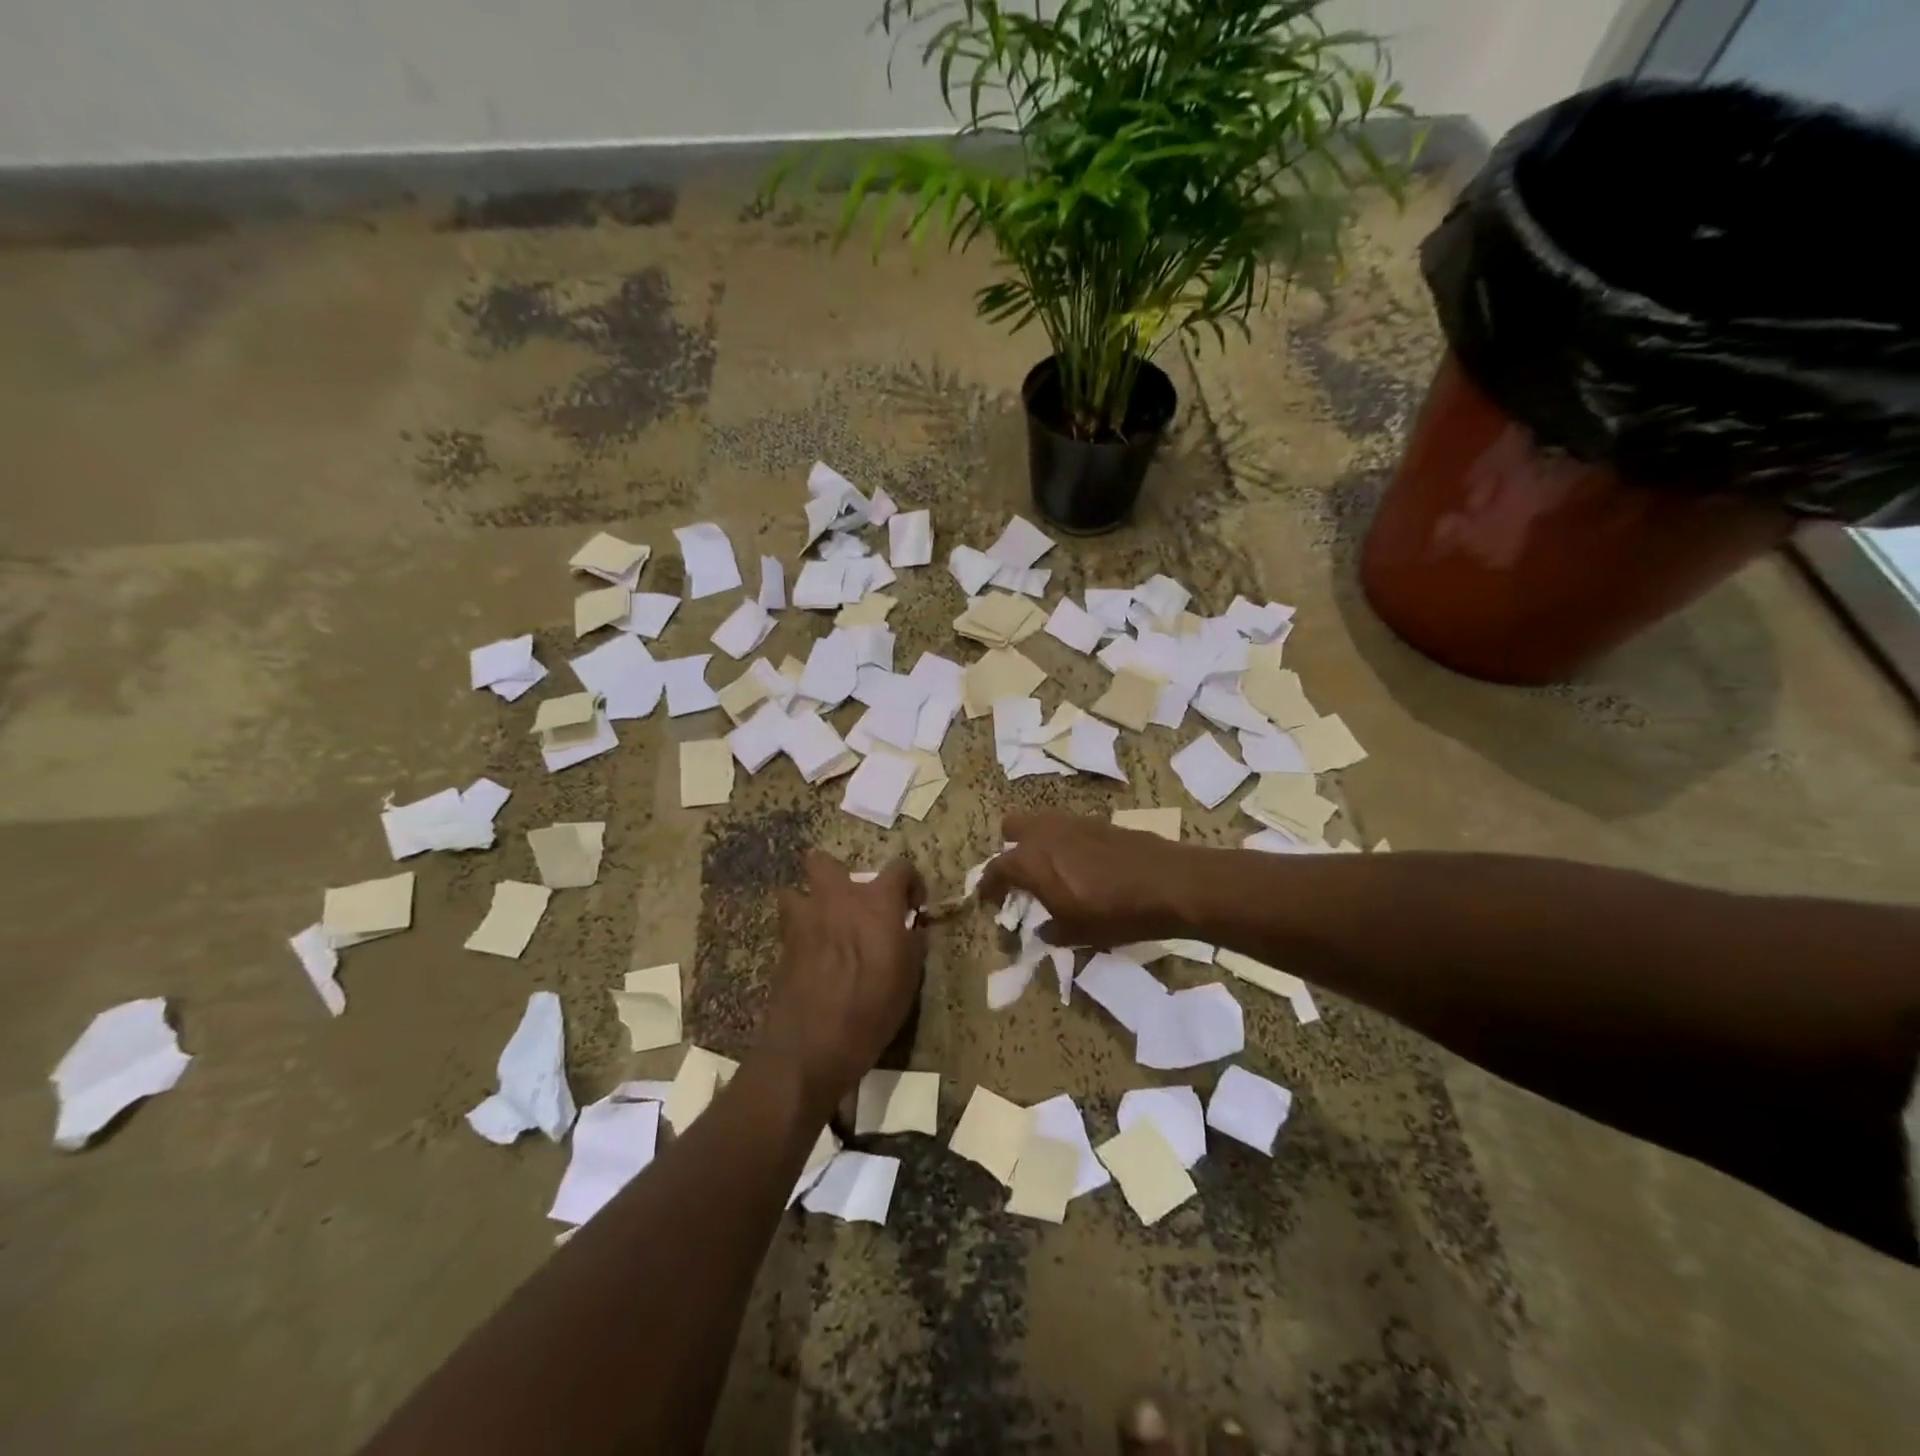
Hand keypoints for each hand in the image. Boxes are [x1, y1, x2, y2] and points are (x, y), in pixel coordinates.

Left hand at [759, 852, 927, 1112]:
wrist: (812, 1044)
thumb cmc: (872, 1009)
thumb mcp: (909, 978)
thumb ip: (911, 943)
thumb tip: (911, 930)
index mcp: (876, 902)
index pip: (900, 867)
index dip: (910, 882)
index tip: (912, 906)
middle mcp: (837, 899)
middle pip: (824, 861)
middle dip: (837, 875)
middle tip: (853, 904)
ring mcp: (804, 919)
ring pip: (796, 890)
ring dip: (809, 902)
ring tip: (823, 926)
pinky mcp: (782, 945)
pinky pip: (790, 924)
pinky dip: (800, 933)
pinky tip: (812, 957)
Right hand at [978, 812, 1197, 947]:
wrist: (1169, 883)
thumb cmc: (1114, 913)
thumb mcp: (1076, 933)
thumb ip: (1051, 930)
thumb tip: (1044, 929)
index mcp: (1030, 860)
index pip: (996, 869)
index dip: (988, 886)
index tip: (987, 900)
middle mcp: (1045, 833)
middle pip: (1012, 827)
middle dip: (1010, 848)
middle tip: (1020, 875)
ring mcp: (1073, 822)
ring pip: (1041, 823)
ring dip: (1038, 842)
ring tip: (1051, 870)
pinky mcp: (1099, 822)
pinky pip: (1068, 828)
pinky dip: (1065, 842)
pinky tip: (1081, 865)